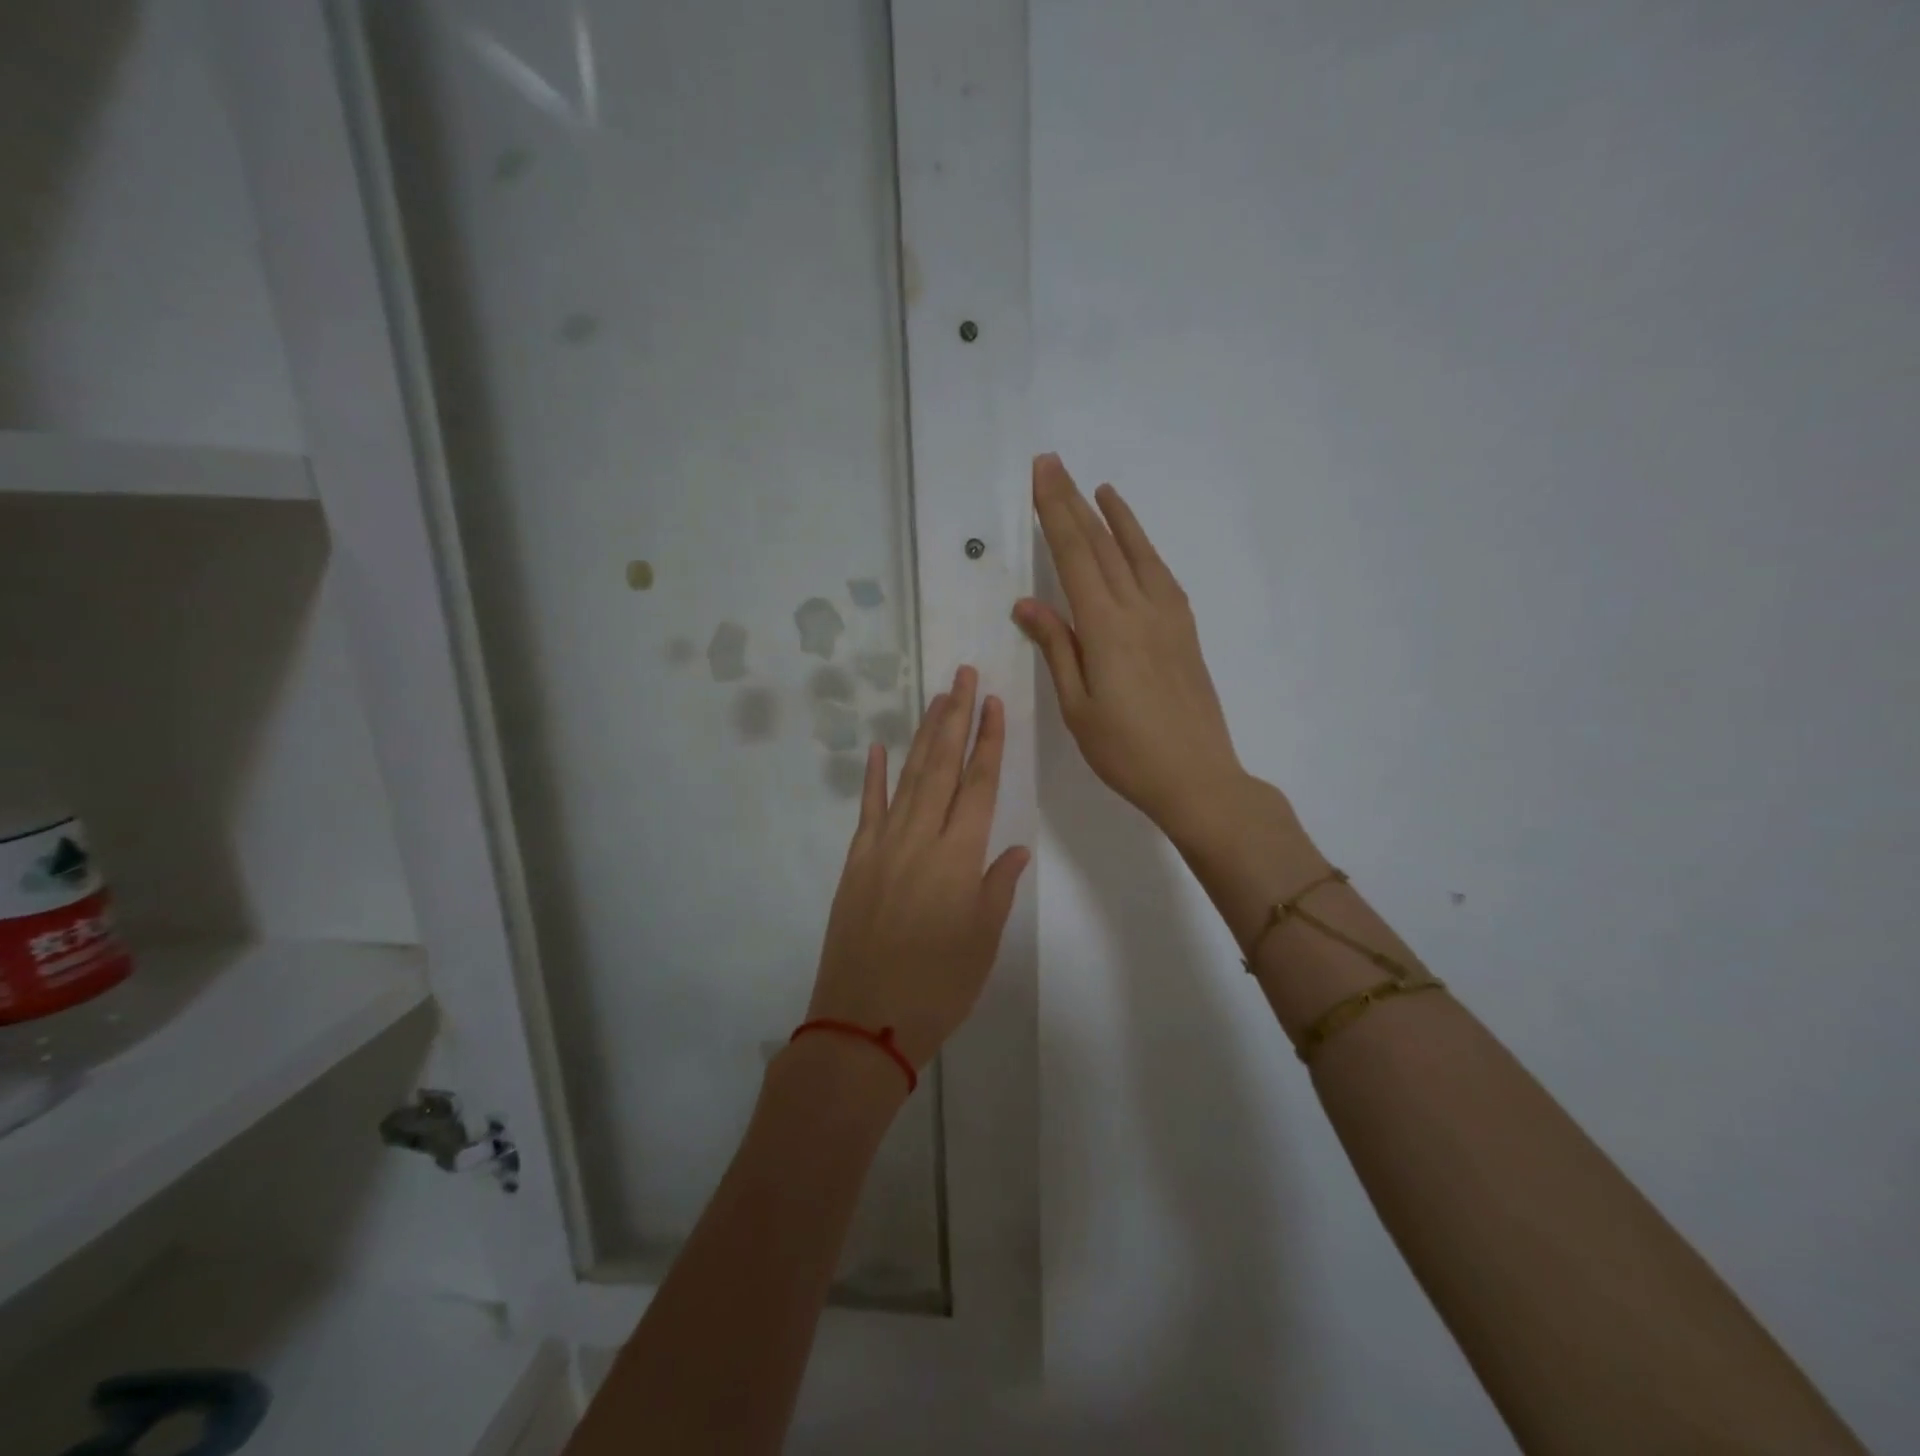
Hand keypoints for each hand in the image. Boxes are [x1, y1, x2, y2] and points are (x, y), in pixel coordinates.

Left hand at [805, 665, 1029, 1071]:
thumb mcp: (982, 941)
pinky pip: (867, 809)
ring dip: (924, 736)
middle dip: (956, 718)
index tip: (994, 704)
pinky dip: (874, 777)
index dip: (989, 741)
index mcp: (959, 856)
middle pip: (942, 766)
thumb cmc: (937, 987)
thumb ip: (997, 887)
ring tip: (938, 700)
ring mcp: (883, 846)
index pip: (980, 784)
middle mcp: (921, 838)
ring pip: (908, 778)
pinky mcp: (856, 862)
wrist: (863, 1022)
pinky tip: (881, 749)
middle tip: (964, 677)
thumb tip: (1014, 848)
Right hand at [1016, 453, 1244, 834]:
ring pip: (1137, 553)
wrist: (1197, 777)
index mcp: (1106, 627)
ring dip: (1116, 518)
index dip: (1055, 511)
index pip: (1074, 555)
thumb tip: (1028, 604)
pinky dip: (1144, 548)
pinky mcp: (1185, 630)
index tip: (1041, 474)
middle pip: (1102, 544)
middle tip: (1054, 465)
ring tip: (1100, 489)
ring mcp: (1169, 617)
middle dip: (1075, 502)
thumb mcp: (1078, 706)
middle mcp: (1139, 609)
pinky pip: (1160, 575)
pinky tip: (1136, 545)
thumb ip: (1057, 648)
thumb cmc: (1126, 751)